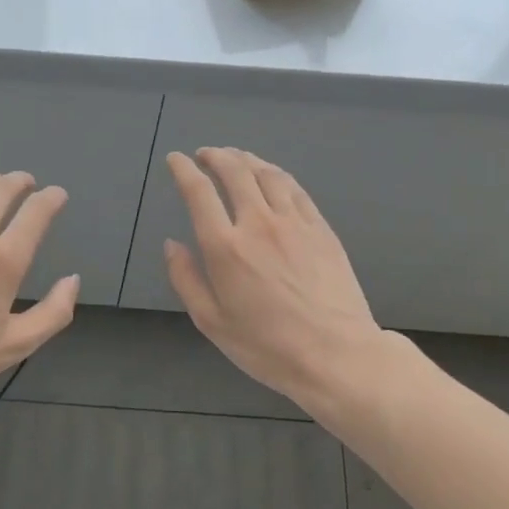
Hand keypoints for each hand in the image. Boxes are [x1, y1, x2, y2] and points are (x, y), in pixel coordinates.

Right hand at [164, 148, 394, 416]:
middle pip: (235, 171)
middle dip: (215, 156)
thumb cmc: (267, 346)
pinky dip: (276, 174)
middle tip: (205, 154)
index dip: (184, 170)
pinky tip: (271, 176)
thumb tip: (172, 245)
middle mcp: (258, 223)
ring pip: (267, 174)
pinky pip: (295, 188)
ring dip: (246, 158)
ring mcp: (294, 222)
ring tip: (235, 157)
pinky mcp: (321, 228)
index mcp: (225, 247)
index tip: (175, 160)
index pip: (199, 192)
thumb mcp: (212, 322)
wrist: (336, 355)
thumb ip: (186, 279)